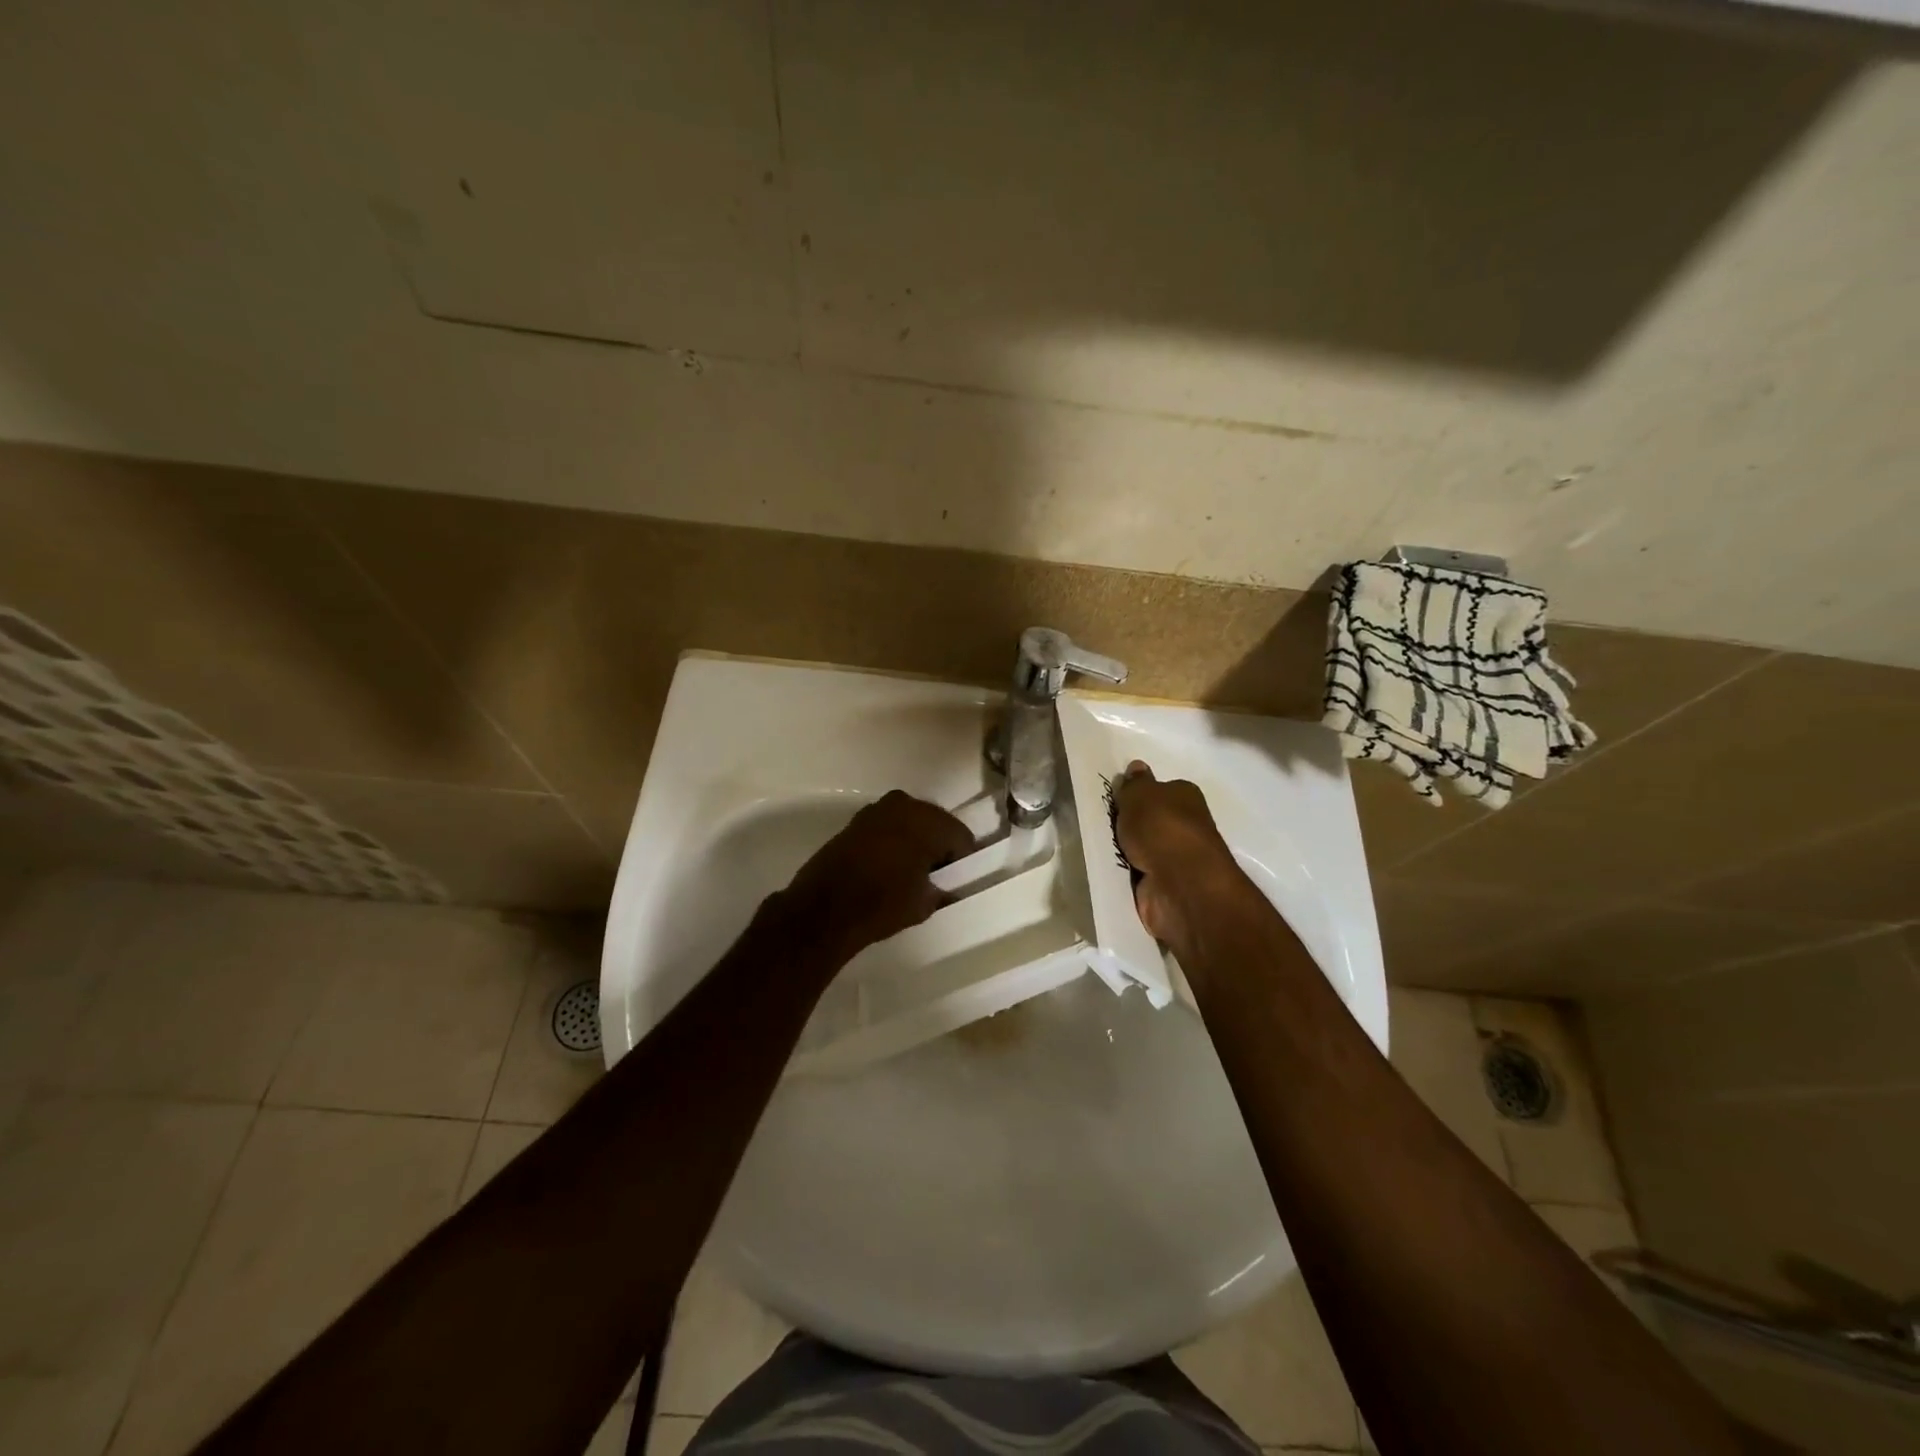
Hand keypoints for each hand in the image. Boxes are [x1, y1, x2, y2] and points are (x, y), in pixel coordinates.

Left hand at [784, 790, 975, 952]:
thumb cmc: (882, 904)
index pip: (960, 837)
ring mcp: (877, 810)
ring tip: (909, 870)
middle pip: (935, 823)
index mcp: (929, 821)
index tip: (955, 879)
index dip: (961, 860)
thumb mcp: (924, 904)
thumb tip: (943, 886)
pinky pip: (887, 826)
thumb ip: (941, 889)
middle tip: (934, 875)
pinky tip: (886, 865)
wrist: (823, 908)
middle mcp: (905, 805)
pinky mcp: (856, 821)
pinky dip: (892, 840)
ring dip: (913, 840)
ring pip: (909, 821)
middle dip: (938, 845)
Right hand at [1112, 761, 1246, 953]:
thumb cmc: (1162, 829)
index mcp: (1186, 797)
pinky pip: (1139, 874)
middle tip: (1102, 822)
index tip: (1116, 798)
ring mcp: (1177, 858)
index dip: (1140, 793)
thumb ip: (1135, 783)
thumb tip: (1137, 767)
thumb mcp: (1140, 795)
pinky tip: (1108, 869)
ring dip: (1126, 849)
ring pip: (1143, 848)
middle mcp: (1186, 825)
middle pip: (1152, 820)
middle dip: (1131, 823)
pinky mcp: (1166, 886)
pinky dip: (1126, 873)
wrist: (1180, 885)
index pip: (1162, 790)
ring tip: (1098, 846)